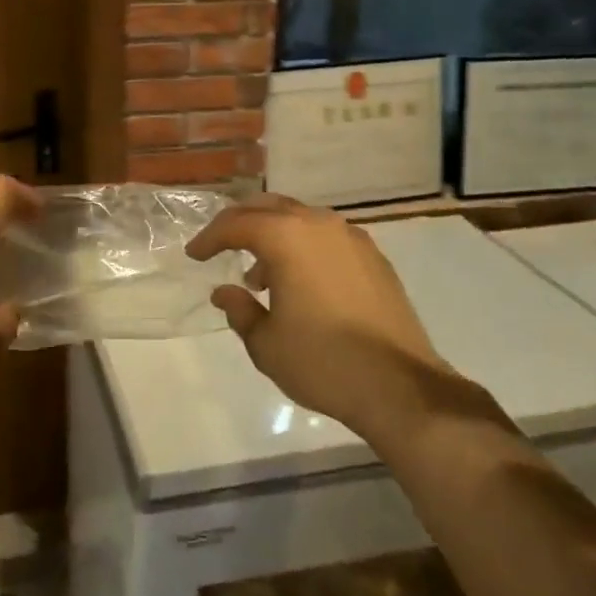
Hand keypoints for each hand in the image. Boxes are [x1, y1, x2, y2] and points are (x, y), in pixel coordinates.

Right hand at [187, 194, 447, 438]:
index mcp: (286, 237)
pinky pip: (327, 238)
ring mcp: (351, 238)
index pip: (236, 224)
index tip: (194, 255)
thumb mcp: (266, 343)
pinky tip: (301, 282)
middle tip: (221, 246)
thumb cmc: (322, 362)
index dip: (210, 238)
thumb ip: (239, 310)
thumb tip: (224, 292)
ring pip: (301, 220)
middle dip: (241, 223)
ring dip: (274, 237)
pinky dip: (304, 248)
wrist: (401, 387)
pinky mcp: (374, 258)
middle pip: (269, 208)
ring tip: (260, 276)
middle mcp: (319, 224)